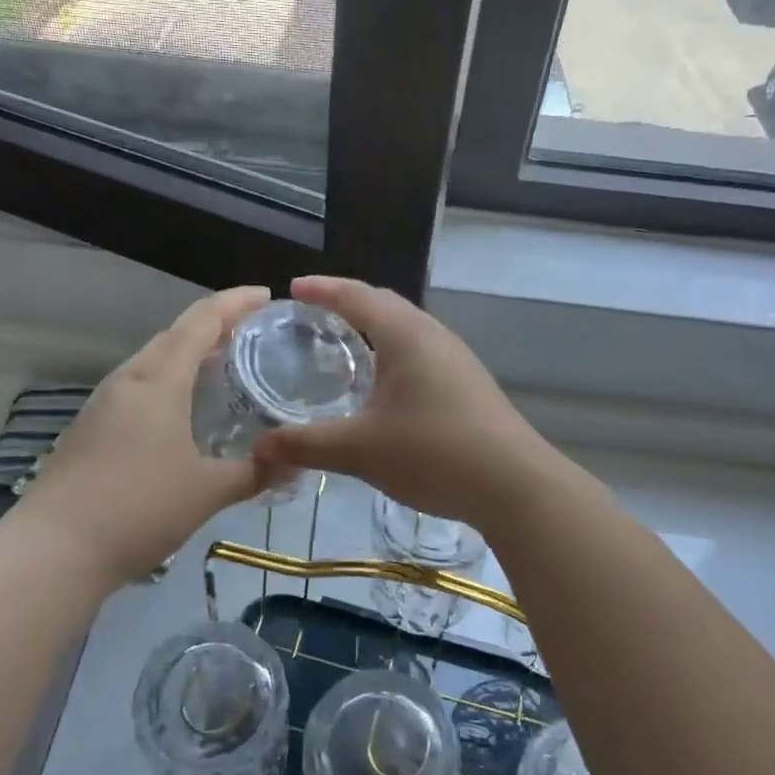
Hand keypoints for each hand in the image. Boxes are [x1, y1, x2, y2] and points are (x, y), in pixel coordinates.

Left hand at [15, 286, 277, 588]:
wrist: (52, 551)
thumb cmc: (138, 509)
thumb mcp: (208, 492)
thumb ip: (256, 472)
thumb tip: (297, 460)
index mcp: (159, 380)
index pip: (201, 320)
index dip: (235, 302)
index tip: (266, 296)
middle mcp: (129, 379)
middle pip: (175, 334)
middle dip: (215, 325)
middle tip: (255, 334)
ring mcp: (104, 403)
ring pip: (154, 360)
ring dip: (190, 353)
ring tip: (225, 367)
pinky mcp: (91, 427)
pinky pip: (140, 386)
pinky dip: (170, 381)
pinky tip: (185, 410)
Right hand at [252, 277, 559, 528]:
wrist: (515, 485)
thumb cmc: (433, 453)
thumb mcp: (360, 449)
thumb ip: (307, 444)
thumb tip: (259, 447)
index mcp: (406, 334)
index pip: (357, 295)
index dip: (322, 288)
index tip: (292, 288)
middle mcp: (433, 336)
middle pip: (384, 305)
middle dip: (347, 304)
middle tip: (311, 315)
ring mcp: (456, 359)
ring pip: (406, 330)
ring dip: (373, 330)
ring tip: (342, 347)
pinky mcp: (468, 384)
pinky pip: (420, 354)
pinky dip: (391, 355)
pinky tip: (382, 388)